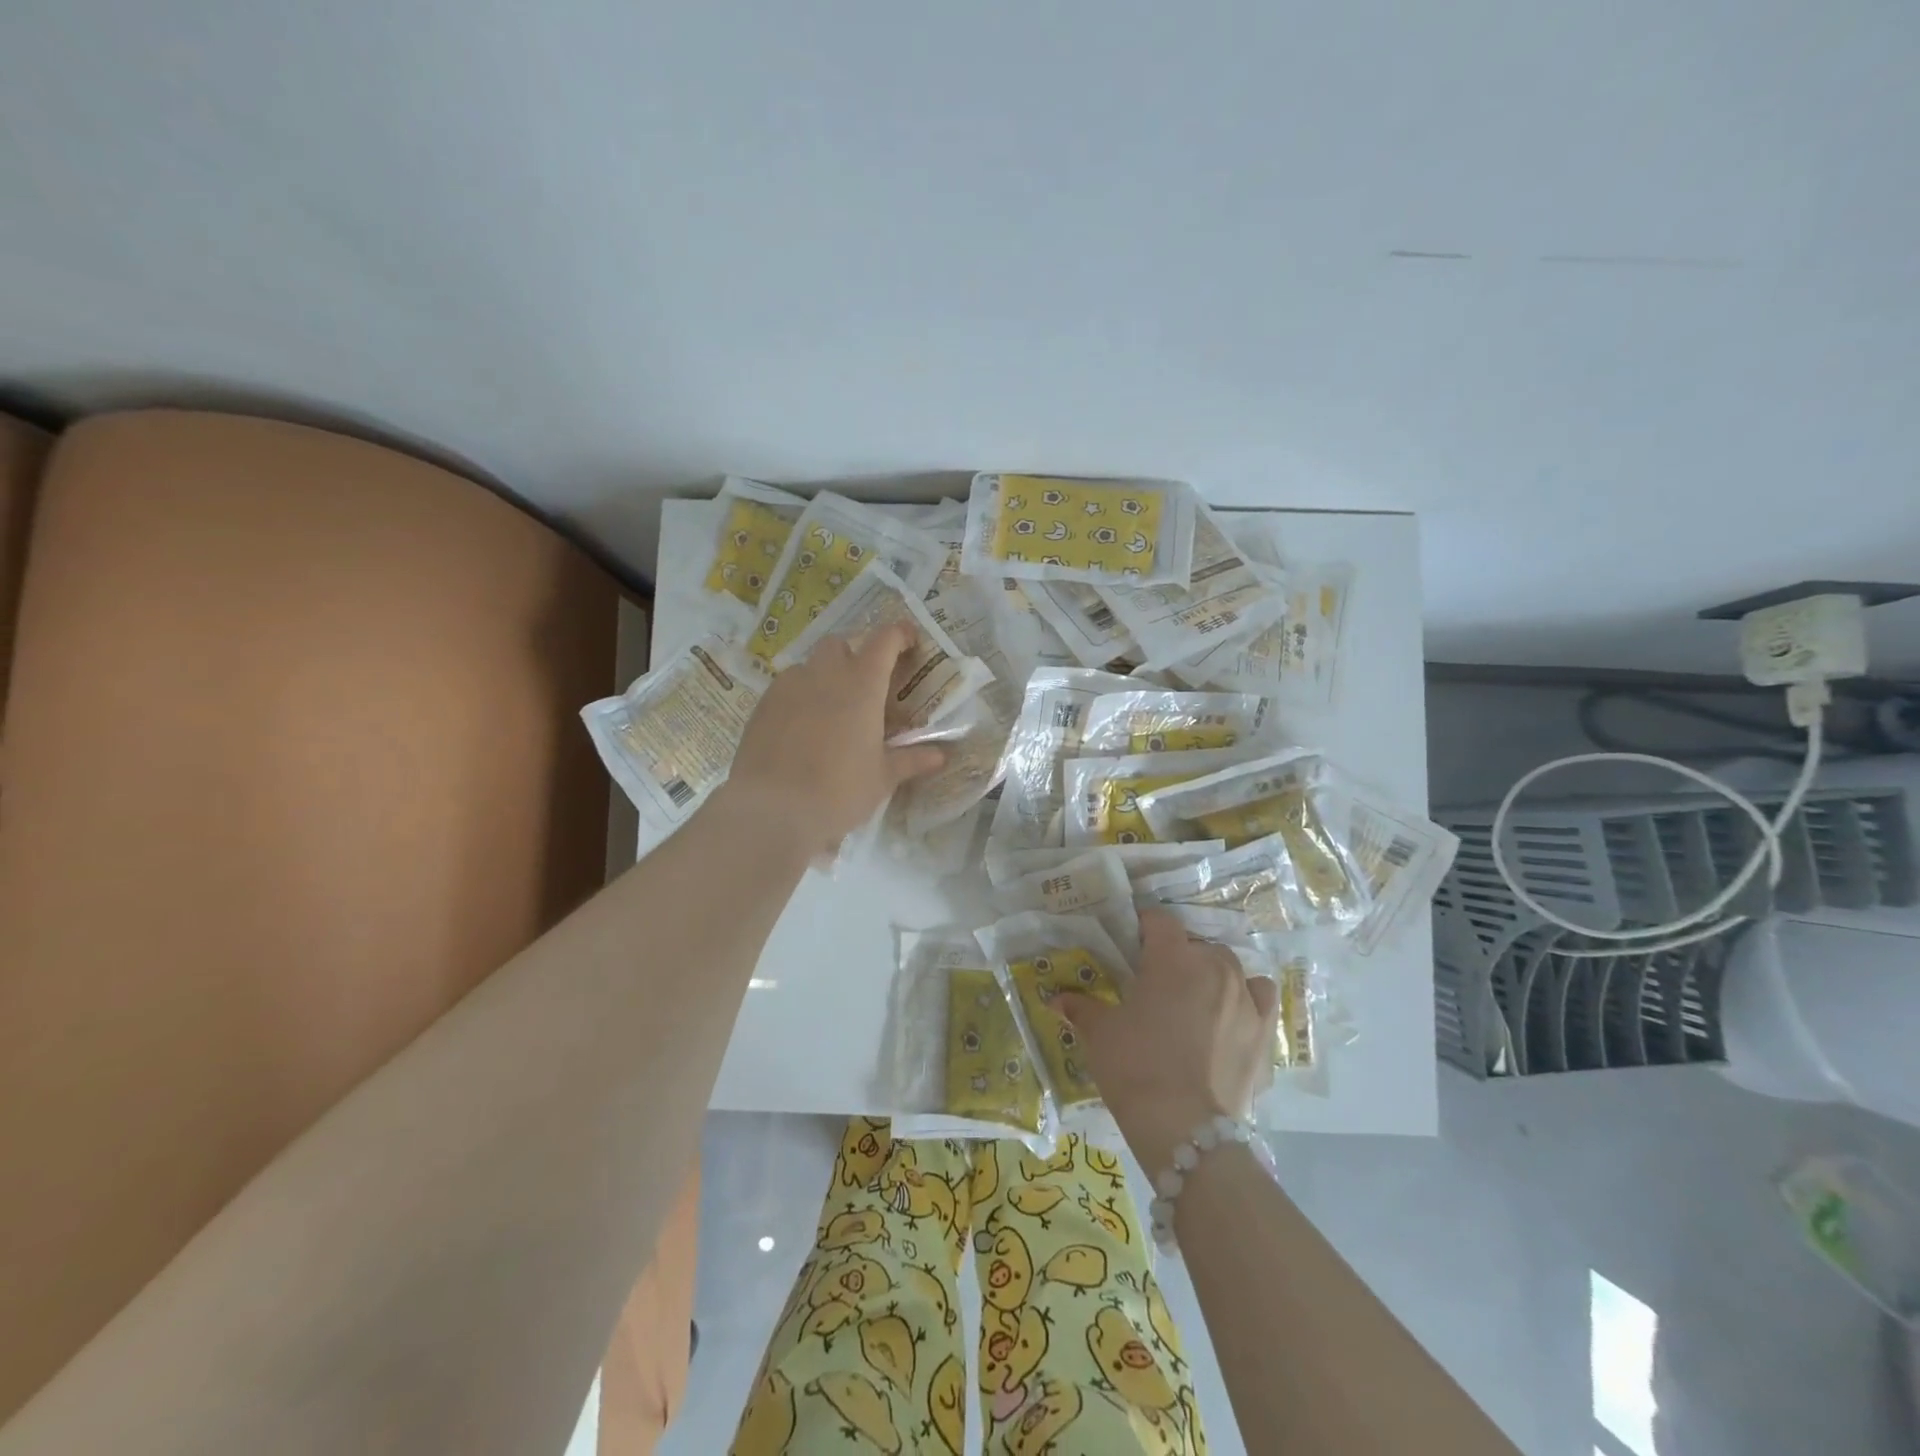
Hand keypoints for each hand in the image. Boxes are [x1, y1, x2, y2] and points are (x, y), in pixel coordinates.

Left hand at [721, 622, 945, 858]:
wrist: (771, 810)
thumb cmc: (839, 790)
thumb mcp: (882, 778)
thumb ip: (911, 760)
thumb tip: (941, 755)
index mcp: (861, 684)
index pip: (884, 640)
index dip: (900, 635)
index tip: (910, 642)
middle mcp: (824, 674)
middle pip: (841, 645)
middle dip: (856, 656)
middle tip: (867, 688)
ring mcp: (788, 687)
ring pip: (810, 667)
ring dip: (825, 678)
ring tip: (833, 713)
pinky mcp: (762, 706)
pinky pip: (786, 689)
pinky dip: (801, 698)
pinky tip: (803, 730)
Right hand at [1057, 908, 1278, 1172]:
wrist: (1184, 1128)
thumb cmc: (1135, 1067)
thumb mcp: (1099, 1034)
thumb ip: (1081, 1008)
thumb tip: (1057, 999)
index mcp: (1173, 957)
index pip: (1159, 920)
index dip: (1143, 927)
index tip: (1131, 945)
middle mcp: (1214, 967)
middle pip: (1197, 945)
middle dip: (1178, 957)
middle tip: (1157, 984)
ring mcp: (1246, 998)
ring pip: (1232, 968)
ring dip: (1214, 975)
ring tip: (1197, 1000)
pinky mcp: (1265, 1032)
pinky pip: (1261, 998)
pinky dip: (1248, 1000)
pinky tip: (1233, 1017)